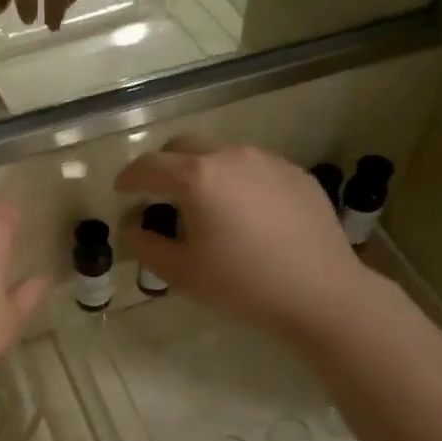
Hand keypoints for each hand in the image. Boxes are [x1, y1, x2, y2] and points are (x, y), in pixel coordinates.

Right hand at [116, 141, 370, 335]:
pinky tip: (245, 216)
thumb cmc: (242, 284)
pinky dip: (237, 182)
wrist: (320, 292)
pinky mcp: (296, 174)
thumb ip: (146, 246)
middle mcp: (231, 156)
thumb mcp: (182, 272)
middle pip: (184, 147)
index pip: (149, 166)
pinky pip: (254, 168)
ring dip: (202, 173)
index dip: (129, 177)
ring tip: (205, 207)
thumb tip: (134, 228)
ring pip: (221, 155)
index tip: (121, 190)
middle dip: (164, 167)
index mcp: (197, 177)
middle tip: (158, 195)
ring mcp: (268, 161)